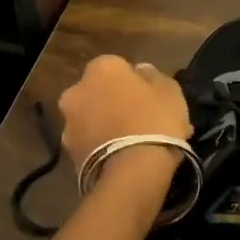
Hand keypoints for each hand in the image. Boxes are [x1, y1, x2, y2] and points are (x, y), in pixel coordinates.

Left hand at [57, 55, 191, 171]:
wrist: (133, 172)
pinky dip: (103, 148)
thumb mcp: (170, 91)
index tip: (150, 97)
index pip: (117, 66)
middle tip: (140, 120)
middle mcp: (76, 91)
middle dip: (115, 103)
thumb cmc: (155, 121)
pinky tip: (124, 160)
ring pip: (93, 120)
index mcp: (100, 69)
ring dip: (107, 126)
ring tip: (134, 145)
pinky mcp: (69, 154)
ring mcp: (69, 124)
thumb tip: (141, 71)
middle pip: (99, 93)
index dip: (134, 82)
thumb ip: (153, 75)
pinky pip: (91, 144)